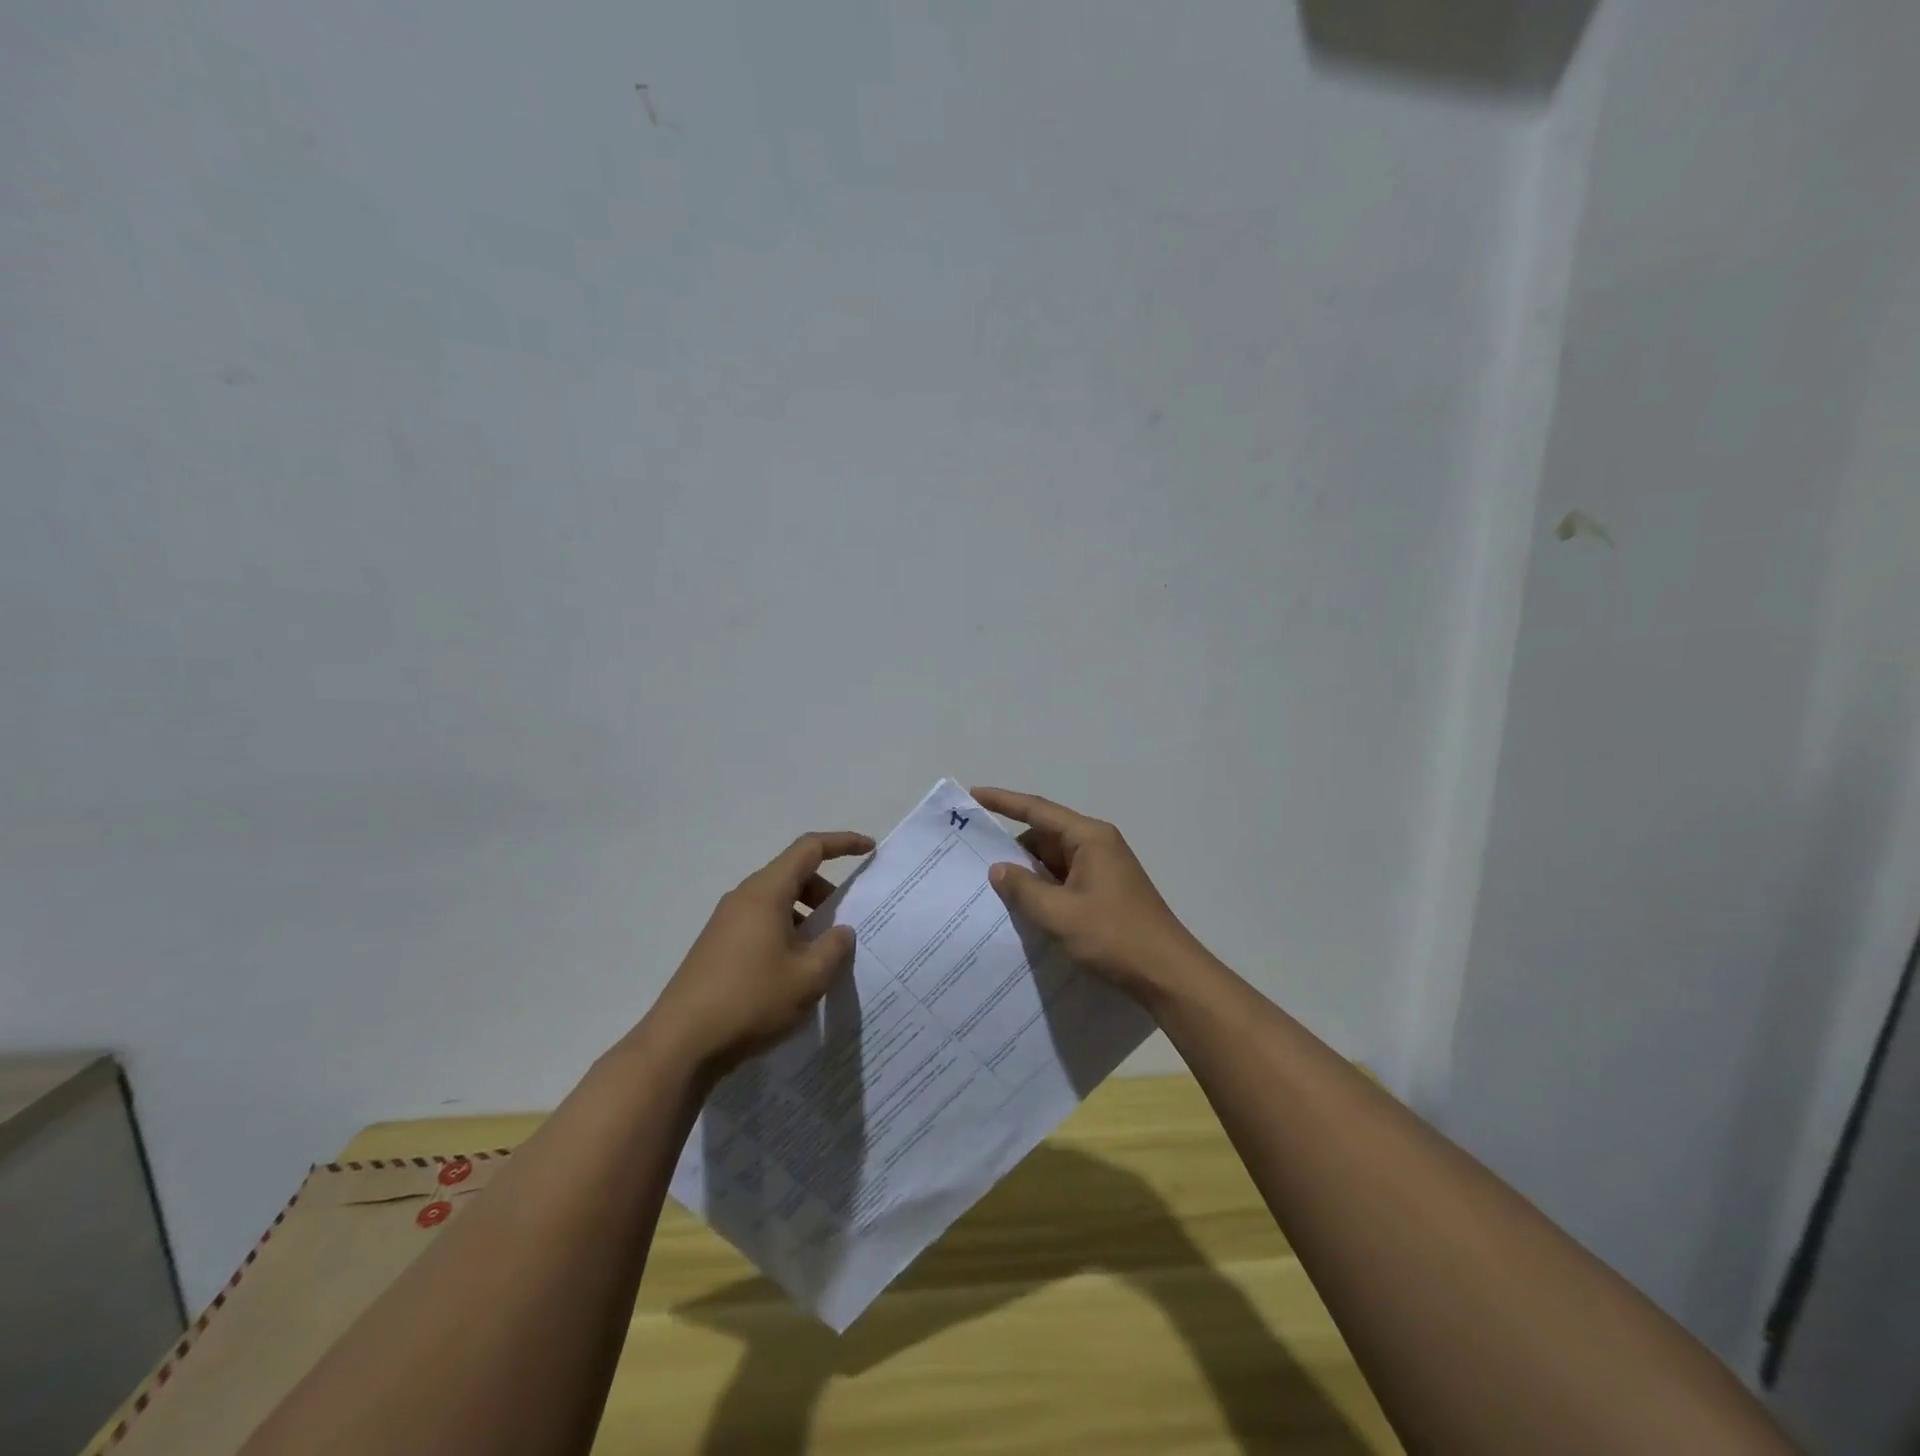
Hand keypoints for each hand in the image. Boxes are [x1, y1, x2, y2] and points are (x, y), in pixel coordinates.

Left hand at [645, 830, 873, 1076]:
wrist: (680, 1044)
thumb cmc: (750, 1000)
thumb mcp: (808, 976)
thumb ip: (833, 947)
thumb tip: (841, 931)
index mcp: (766, 892)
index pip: (809, 848)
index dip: (842, 843)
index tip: (869, 848)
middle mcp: (744, 898)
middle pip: (792, 874)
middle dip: (825, 891)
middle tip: (845, 923)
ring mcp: (726, 922)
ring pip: (776, 902)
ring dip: (805, 917)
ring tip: (822, 955)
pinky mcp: (717, 947)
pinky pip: (761, 924)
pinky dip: (786, 933)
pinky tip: (793, 972)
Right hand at [973, 787, 1202, 1004]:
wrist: (1168, 974)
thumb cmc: (1114, 936)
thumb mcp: (1059, 914)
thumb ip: (1024, 888)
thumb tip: (998, 868)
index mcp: (1089, 838)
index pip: (1037, 809)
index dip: (1003, 801)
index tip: (974, 794)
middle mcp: (1097, 845)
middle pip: (1044, 836)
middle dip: (1013, 849)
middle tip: (975, 861)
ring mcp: (1103, 869)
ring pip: (1053, 862)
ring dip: (1028, 874)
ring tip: (992, 890)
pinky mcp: (1105, 892)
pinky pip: (1065, 881)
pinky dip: (1044, 890)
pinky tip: (1024, 909)